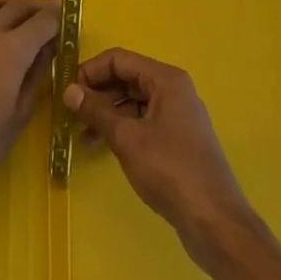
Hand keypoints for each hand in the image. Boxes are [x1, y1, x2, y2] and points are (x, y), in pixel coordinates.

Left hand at [0, 0, 59, 213]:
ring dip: (7, 6)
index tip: (66, 16)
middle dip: (36, 8)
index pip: (41, 20)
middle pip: (15, 6)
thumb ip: (36, 74)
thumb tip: (48, 48)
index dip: (57, 16)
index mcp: (10, 50)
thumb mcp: (20, 114)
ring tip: (16, 19)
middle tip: (47, 15)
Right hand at [63, 49, 256, 266]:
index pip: (119, 59)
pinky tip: (103, 146)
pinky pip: (143, 121)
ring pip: (134, 101)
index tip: (67, 91)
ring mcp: (178, 115)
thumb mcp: (126, 138)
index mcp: (166, 80)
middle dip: (97, 92)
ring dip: (107, 112)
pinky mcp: (178, 139)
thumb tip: (68, 90)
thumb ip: (96, 111)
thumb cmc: (169, 170)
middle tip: (71, 114)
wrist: (213, 219)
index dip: (90, 71)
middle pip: (128, 78)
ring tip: (81, 134)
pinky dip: (122, 128)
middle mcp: (174, 90)